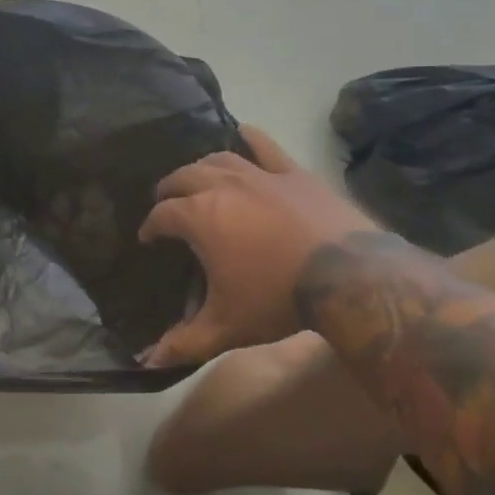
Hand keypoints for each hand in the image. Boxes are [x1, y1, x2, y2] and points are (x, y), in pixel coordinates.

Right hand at [137, 126, 379, 367]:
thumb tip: (146, 361)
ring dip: (201, 166)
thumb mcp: (226, 326)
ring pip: (218, 158)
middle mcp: (222, 186)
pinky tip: (242, 133)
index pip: (162, 215)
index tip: (149, 238)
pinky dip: (250, 137)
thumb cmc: (278, 299)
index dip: (151, 226)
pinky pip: (266, 146)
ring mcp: (259, 174)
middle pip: (183, 177)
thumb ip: (184, 342)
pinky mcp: (292, 172)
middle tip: (166, 202)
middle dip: (169, 189)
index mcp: (199, 218)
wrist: (348, 277)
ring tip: (197, 177)